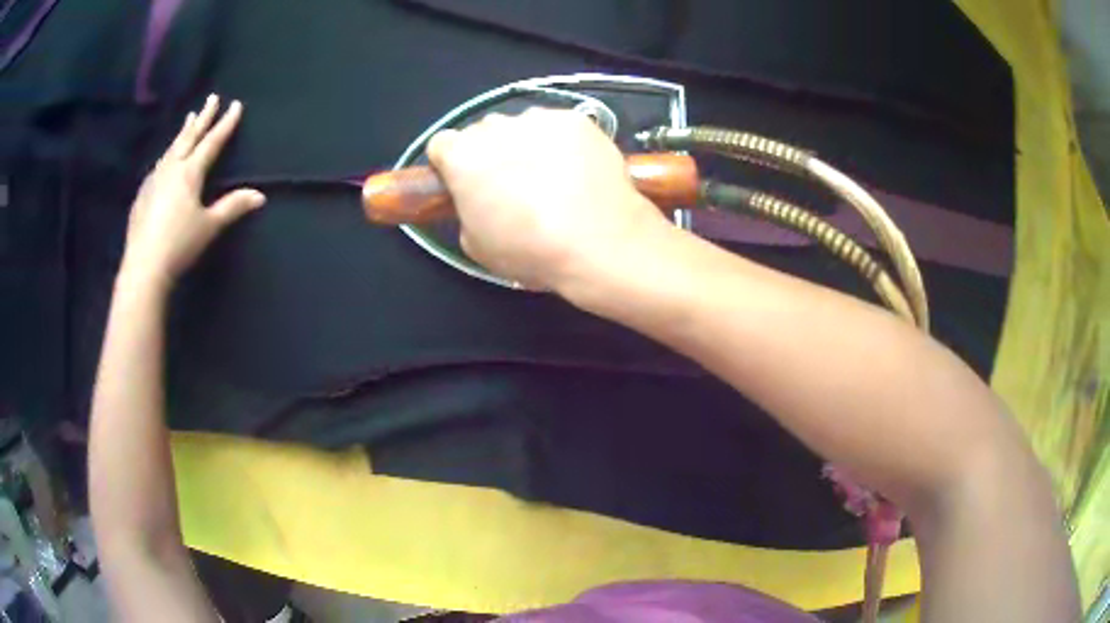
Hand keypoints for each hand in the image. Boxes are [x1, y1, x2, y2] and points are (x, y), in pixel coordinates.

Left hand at [120, 94, 264, 289]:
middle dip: (203, 117)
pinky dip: (167, 154)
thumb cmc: (179, 244)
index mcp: (190, 173)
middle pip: (189, 137)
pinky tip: (166, 158)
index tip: (235, 105)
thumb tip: (260, 196)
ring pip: (172, 148)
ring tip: (189, 120)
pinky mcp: (142, 194)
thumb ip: (232, 207)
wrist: (144, 266)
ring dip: (183, 133)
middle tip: (211, 98)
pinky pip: (159, 165)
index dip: (225, 124)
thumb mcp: (209, 226)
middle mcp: (171, 169)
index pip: (211, 142)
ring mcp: (154, 180)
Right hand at [426, 108, 668, 290]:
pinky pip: (558, 126)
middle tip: (512, 184)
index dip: (451, 164)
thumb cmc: (531, 250)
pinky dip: (562, 142)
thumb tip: (478, 198)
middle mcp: (496, 127)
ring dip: (526, 144)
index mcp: (462, 157)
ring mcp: (539, 119)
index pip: (441, 144)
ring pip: (521, 126)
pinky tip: (577, 169)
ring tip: (552, 177)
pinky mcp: (576, 119)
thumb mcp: (476, 245)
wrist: (599, 242)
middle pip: (482, 132)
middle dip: (490, 153)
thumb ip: (467, 209)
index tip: (465, 183)